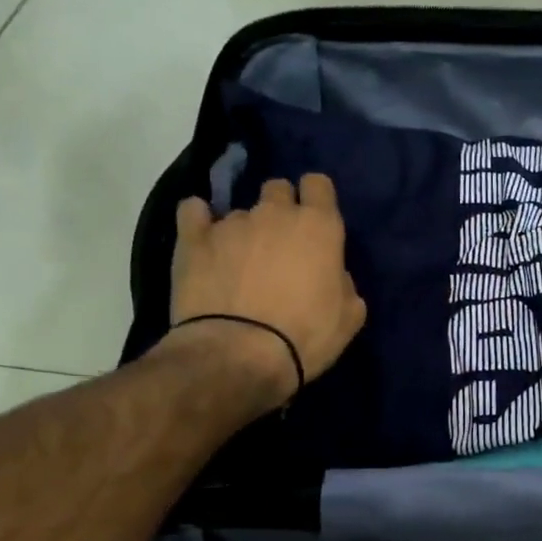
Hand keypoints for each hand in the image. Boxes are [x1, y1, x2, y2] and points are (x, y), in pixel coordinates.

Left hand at [163, 176, 366, 402]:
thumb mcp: (349, 316)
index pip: (318, 184)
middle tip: (280, 244)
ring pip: (240, 211)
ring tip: (239, 265)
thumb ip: (343, 283)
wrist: (238, 356)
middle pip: (277, 188)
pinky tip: (204, 242)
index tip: (316, 221)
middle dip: (280, 208)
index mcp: (319, 226)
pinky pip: (193, 212)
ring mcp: (230, 223)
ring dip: (245, 231)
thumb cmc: (305, 337)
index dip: (317, 199)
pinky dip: (199, 222)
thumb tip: (331, 274)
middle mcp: (275, 214)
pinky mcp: (192, 239)